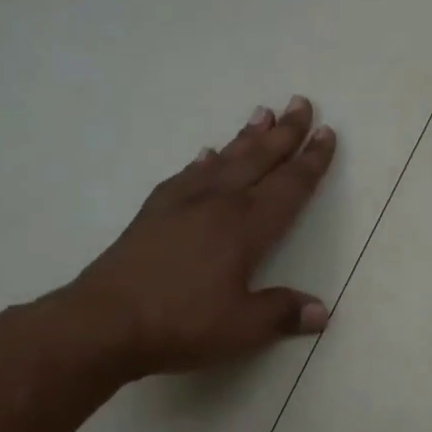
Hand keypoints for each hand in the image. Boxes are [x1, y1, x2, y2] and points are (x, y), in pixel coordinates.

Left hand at [58, 96, 336, 380]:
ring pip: (223, 160)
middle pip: (258, 160)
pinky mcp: (154, 212)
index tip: (327, 133)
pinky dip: (203, 162)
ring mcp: (182, 204)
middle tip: (301, 103)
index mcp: (246, 228)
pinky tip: (207, 154)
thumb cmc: (181, 324)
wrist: (105, 322)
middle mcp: (218, 205)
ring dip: (246, 137)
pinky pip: (186, 175)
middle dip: (284, 133)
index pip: (289, 187)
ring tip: (262, 113)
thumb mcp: (242, 328)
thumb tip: (322, 311)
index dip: (311, 161)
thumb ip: (283, 313)